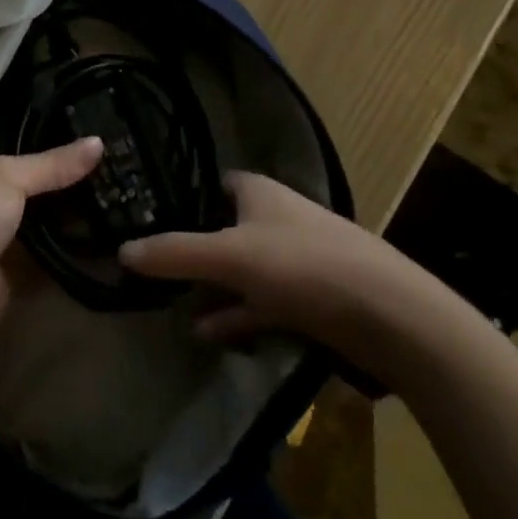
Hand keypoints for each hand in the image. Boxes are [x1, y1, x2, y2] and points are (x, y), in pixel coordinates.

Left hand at [0, 139, 103, 340]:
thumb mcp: (8, 177)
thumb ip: (53, 163)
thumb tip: (99, 142)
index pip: (20, 134)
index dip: (53, 128)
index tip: (93, 121)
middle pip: (39, 174)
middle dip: (72, 168)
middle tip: (118, 154)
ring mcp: (7, 227)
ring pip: (50, 208)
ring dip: (79, 203)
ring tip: (123, 183)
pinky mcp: (22, 261)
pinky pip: (56, 242)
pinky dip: (78, 236)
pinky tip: (112, 222)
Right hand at [119, 170, 454, 378]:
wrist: (394, 317)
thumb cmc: (303, 266)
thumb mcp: (229, 258)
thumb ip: (175, 254)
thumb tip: (123, 250)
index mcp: (259, 191)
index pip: (215, 184)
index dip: (186, 198)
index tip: (153, 219)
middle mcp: (278, 216)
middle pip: (227, 228)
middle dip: (197, 251)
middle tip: (160, 270)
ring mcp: (300, 258)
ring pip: (246, 269)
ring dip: (216, 289)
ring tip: (178, 309)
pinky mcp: (317, 298)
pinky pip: (267, 302)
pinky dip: (241, 315)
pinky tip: (213, 334)